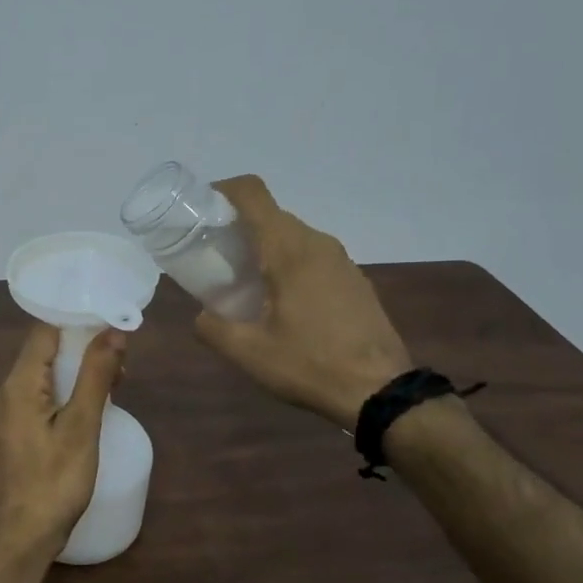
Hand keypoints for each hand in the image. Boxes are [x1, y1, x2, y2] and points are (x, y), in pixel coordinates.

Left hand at [0, 323, 126, 561]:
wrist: (22, 539)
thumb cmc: (55, 482)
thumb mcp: (82, 427)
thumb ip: (96, 376)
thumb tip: (113, 331)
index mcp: (18, 386)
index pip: (43, 333)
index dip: (76, 323)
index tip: (109, 324)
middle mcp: (3, 396)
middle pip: (42, 357)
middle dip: (80, 353)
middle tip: (119, 365)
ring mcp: (2, 421)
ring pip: (39, 384)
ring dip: (72, 379)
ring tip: (109, 390)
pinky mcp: (7, 442)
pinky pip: (34, 407)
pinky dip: (58, 402)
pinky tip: (79, 420)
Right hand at [195, 175, 411, 426]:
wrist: (381, 392)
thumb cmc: (309, 365)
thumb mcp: (248, 352)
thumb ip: (213, 327)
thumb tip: (201, 315)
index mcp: (288, 250)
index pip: (253, 194)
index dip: (223, 191)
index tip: (200, 211)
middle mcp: (317, 243)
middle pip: (270, 215)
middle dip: (238, 227)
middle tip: (214, 257)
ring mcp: (341, 260)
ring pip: (292, 236)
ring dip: (264, 248)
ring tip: (244, 283)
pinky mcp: (354, 279)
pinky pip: (312, 256)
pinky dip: (288, 264)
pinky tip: (280, 302)